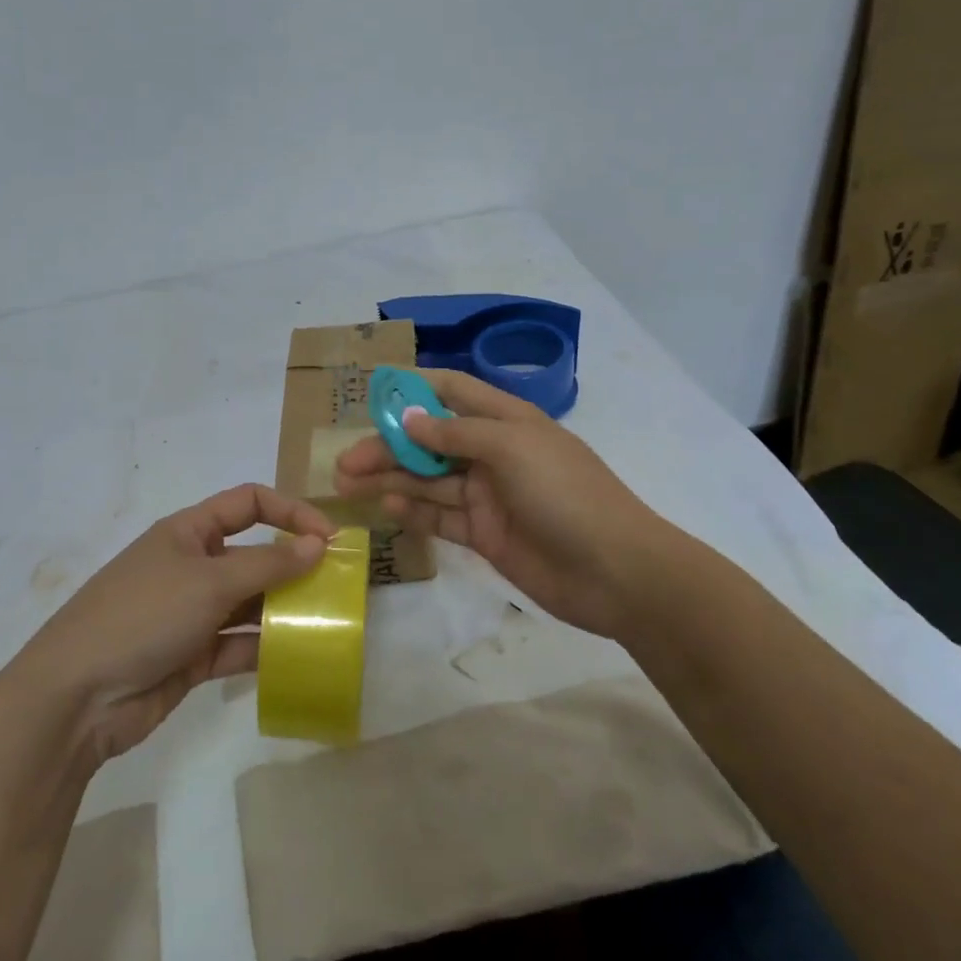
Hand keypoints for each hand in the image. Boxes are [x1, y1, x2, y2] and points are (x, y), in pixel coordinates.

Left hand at [9, 484, 333, 764]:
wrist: (76, 697)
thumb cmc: (143, 616)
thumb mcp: (209, 582)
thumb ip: (268, 565)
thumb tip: (318, 544)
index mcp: (189, 531)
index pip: (249, 503)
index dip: (291, 512)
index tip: (330, 538)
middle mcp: (193, 565)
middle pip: (254, 555)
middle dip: (294, 566)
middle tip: (340, 587)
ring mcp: (192, 613)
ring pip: (250, 603)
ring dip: (285, 610)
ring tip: (328, 623)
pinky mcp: (192, 656)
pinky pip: (239, 644)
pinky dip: (265, 648)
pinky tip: (298, 657)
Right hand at [334, 369, 689, 636]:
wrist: (616, 572)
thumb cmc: (566, 493)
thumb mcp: (511, 448)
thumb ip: (455, 434)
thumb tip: (409, 419)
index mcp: (505, 420)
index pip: (453, 391)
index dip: (414, 388)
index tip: (372, 392)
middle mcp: (492, 453)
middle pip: (429, 441)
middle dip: (388, 446)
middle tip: (344, 460)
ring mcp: (487, 495)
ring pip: (428, 480)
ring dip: (389, 479)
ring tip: (347, 484)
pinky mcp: (484, 534)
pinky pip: (439, 516)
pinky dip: (412, 511)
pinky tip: (385, 508)